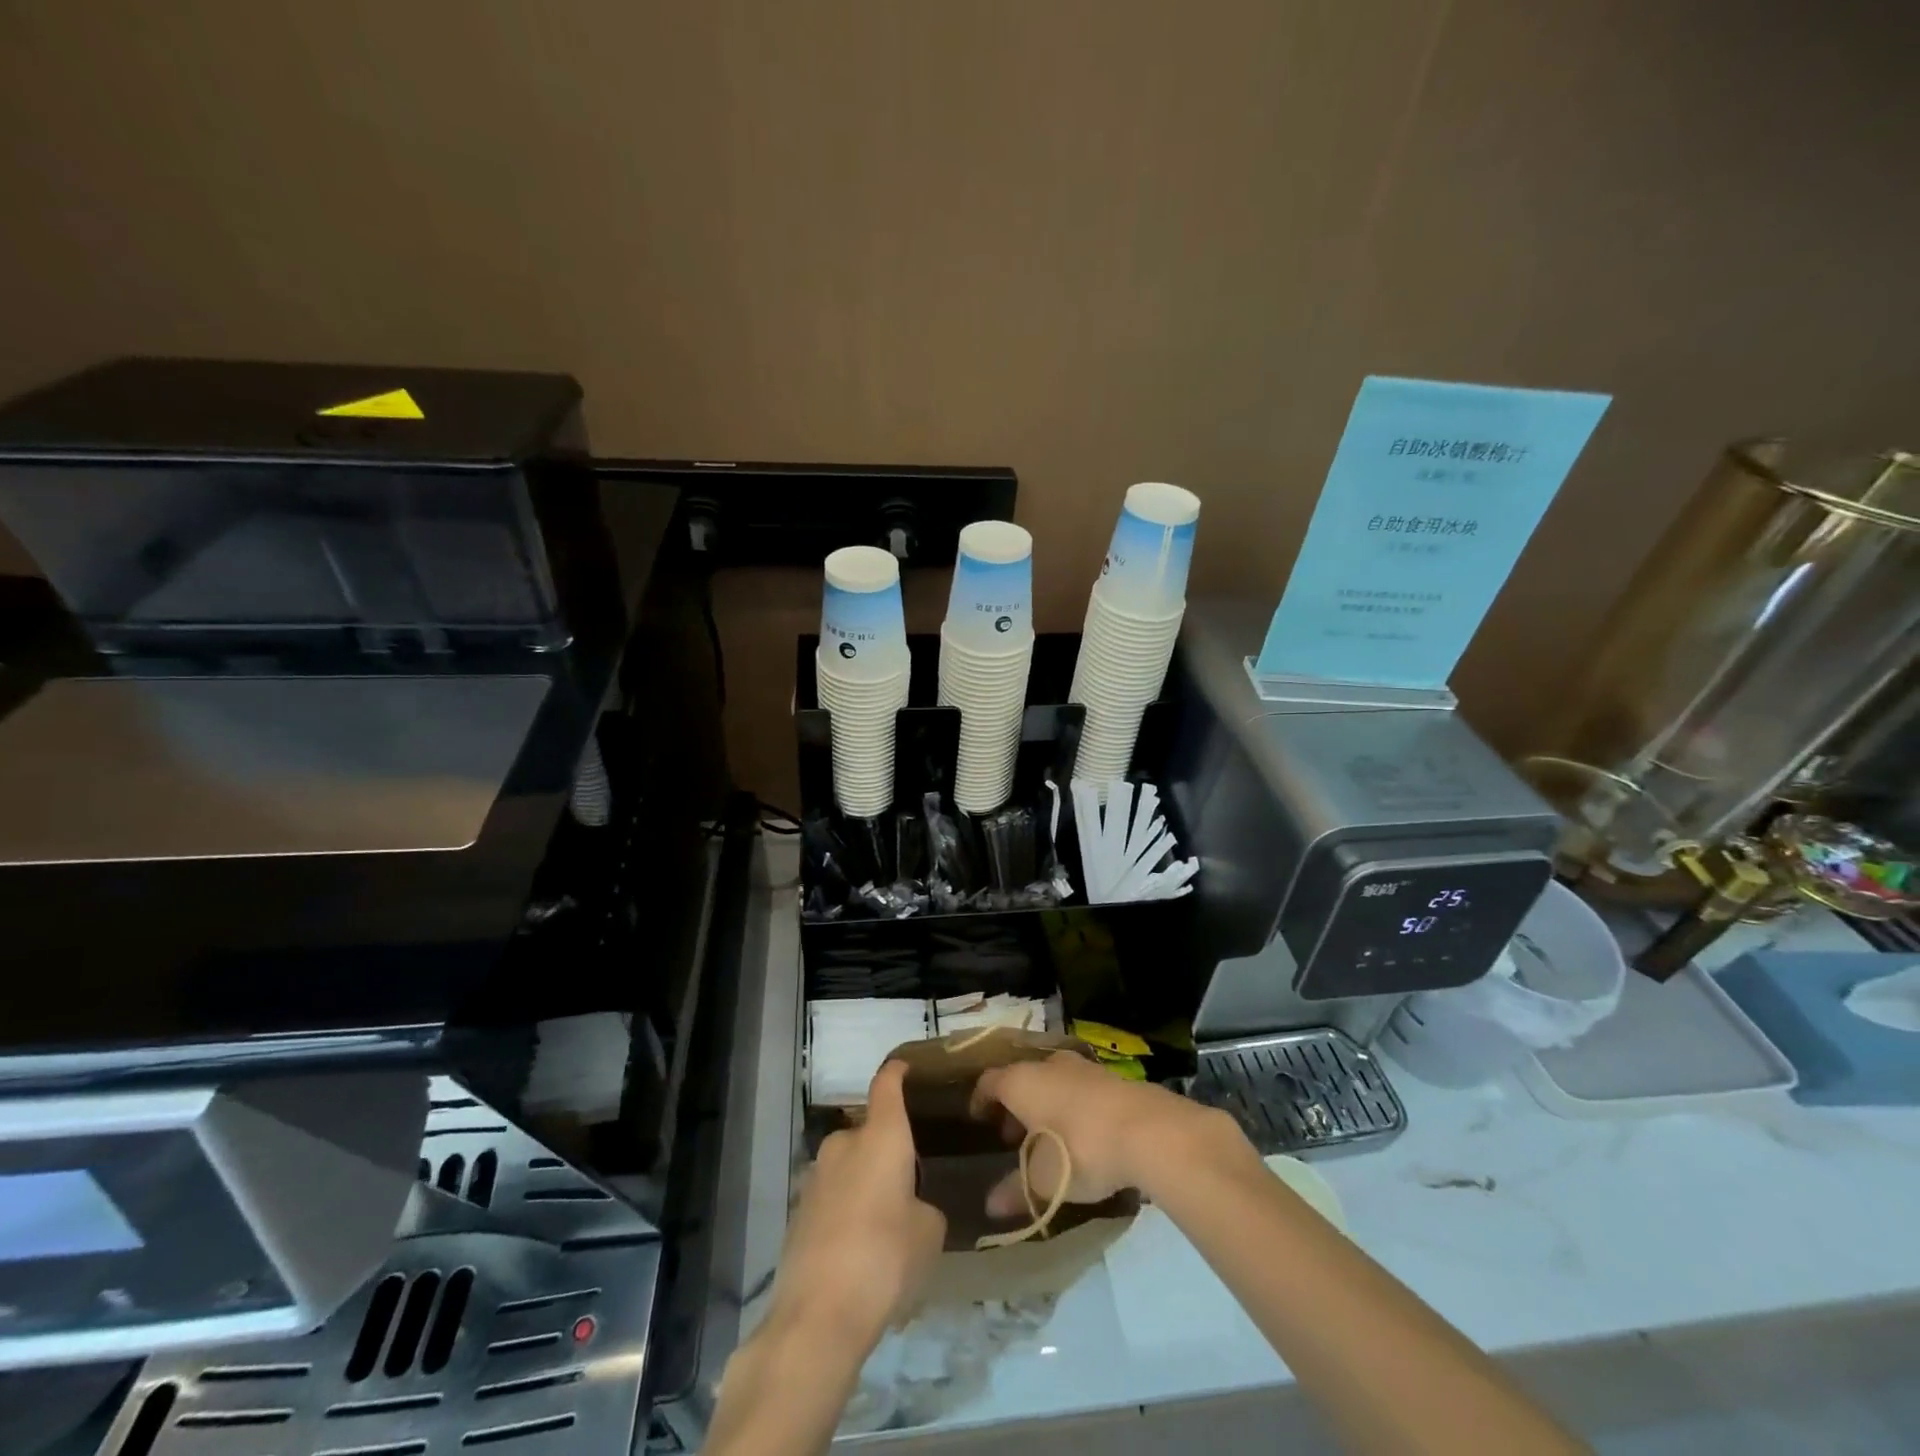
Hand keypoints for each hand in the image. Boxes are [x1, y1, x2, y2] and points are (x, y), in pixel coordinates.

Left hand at [769, 1061, 945, 1347]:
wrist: (816, 1317)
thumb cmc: (885, 1259)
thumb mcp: (929, 1233)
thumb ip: (925, 1206)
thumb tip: (912, 1207)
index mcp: (881, 1136)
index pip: (887, 1084)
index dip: (897, 1072)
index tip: (907, 1068)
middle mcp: (845, 1143)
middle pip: (868, 1131)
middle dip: (886, 1150)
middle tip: (908, 1182)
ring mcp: (815, 1176)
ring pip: (849, 1166)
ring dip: (864, 1182)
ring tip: (884, 1222)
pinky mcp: (797, 1211)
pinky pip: (832, 1197)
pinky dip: (846, 1210)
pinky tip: (858, 1249)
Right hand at [969, 1051, 1249, 1217]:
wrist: (1148, 1130)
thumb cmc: (1080, 1149)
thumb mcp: (1043, 1181)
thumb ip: (1015, 1191)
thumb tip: (990, 1207)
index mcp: (1021, 1081)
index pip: (989, 1081)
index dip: (980, 1099)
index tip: (977, 1118)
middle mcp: (1048, 1065)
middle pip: (1022, 1079)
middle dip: (1015, 1105)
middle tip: (1011, 1136)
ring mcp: (1082, 1068)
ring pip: (1053, 1081)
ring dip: (1045, 1105)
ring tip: (1047, 1139)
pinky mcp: (1111, 1078)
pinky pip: (1080, 1089)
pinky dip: (1072, 1107)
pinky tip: (1082, 1135)